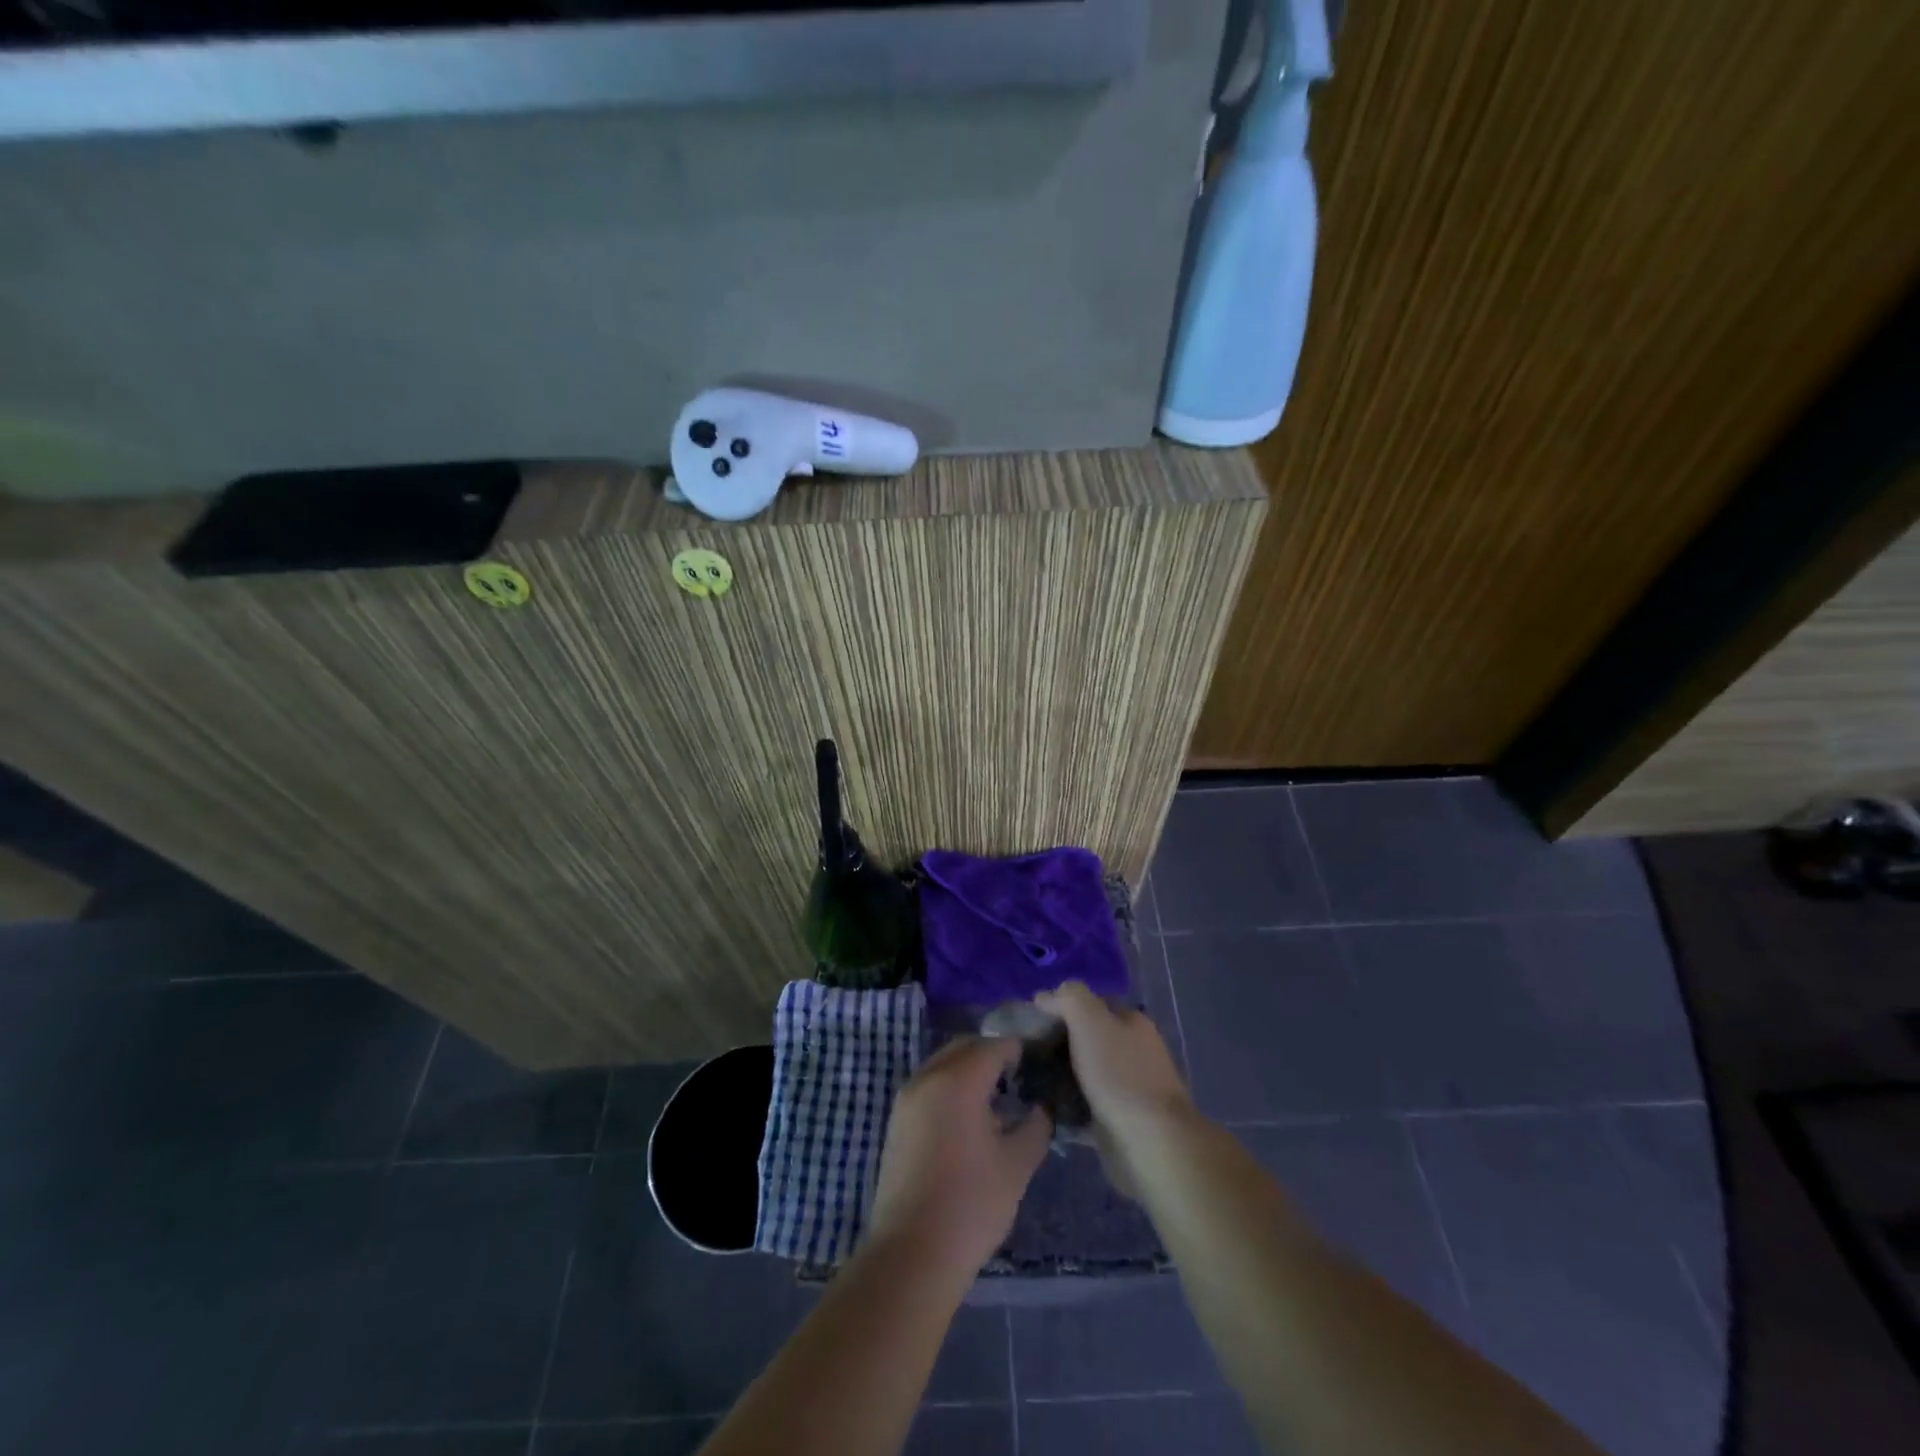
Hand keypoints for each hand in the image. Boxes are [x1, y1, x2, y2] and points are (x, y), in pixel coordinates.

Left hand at [866, 1036, 1051, 1279]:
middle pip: (964, 1048)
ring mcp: (906, 1099)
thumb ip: (1035, 1126)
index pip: (994, 1046)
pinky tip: (969, 1121)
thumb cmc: (971, 1205)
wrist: (911, 1254)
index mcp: (957, 1080)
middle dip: (991, 1055)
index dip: (1018, 1050)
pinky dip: (950, 1088)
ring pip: (943, 1065)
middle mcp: (927, 1078)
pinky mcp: (896, 1122)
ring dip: (969, 1071)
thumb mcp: (1016, 1165)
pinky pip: (929, 1086)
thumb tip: (1041, 1108)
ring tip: (996, 1101)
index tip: (1038, 1064)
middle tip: (1019, 1078)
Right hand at [1033, 982, 1194, 1143]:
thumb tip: (1045, 995)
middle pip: (1086, 1039)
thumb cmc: (1119, 1074)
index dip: (1060, 1007)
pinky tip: (1043, 1110)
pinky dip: (1066, 1108)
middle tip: (1023, 1054)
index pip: (1091, 1003)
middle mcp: (1133, 1051)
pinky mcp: (1118, 1121)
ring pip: (1083, 1074)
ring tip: (1026, 1082)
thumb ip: (1068, 998)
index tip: (1031, 1022)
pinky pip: (1084, 1108)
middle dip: (1056, 1045)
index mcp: (1131, 1022)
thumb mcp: (1090, 1020)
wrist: (1150, 1144)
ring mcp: (1127, 1088)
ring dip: (1058, 1078)